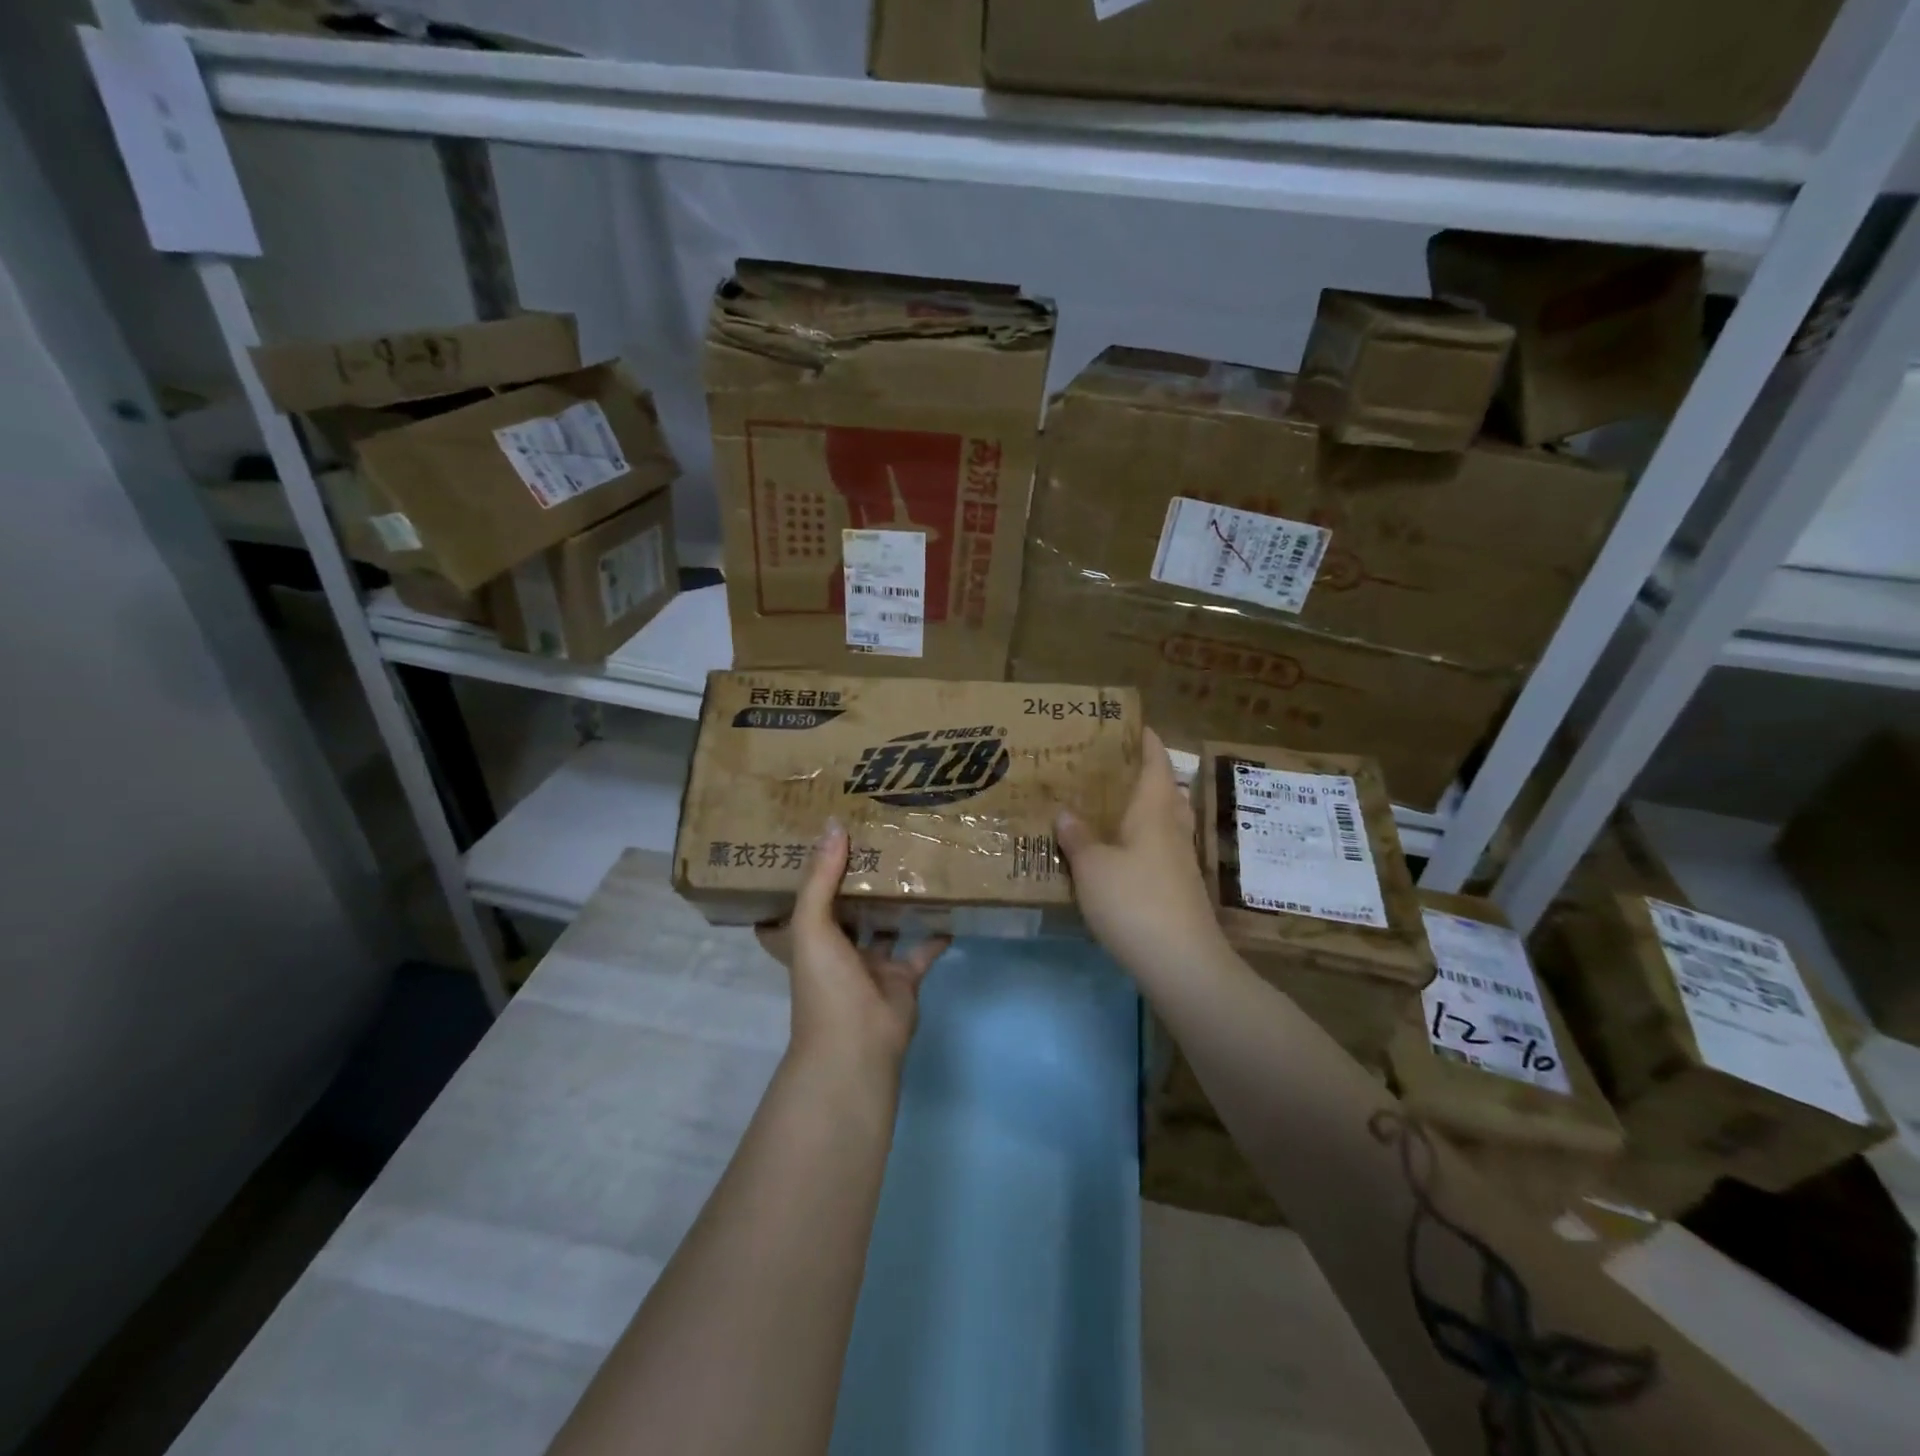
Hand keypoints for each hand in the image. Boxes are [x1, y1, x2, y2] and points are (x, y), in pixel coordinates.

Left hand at [757, 820, 948, 1077]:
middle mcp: (839, 949)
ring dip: (898, 901)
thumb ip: (820, 878)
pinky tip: (949, 905)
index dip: (814, 870)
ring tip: (915, 862)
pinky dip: (936, 933)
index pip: (806, 897)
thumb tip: (833, 825)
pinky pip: (922, 950)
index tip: (827, 836)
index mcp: (809, 937)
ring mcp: (872, 964)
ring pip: (886, 925)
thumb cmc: (826, 984)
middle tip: (880, 837)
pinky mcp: (904, 978)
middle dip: (861, 879)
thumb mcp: (812, 926)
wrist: (857, 1045)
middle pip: (849, 907)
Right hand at [1055, 727, 1227, 978]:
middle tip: (1109, 767)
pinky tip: (1119, 853)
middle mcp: (1173, 828)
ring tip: (1110, 805)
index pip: (1155, 763)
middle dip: (1143, 774)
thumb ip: (1077, 837)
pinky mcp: (1179, 888)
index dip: (1146, 741)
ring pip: (1165, 821)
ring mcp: (1180, 861)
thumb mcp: (1092, 867)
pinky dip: (1141, 840)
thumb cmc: (1134, 902)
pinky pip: (1159, 849)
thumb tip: (1065, 811)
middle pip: (1165, 789)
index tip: (1130, 725)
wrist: (1181, 963)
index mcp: (1155, 811)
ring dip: (1144, 808)